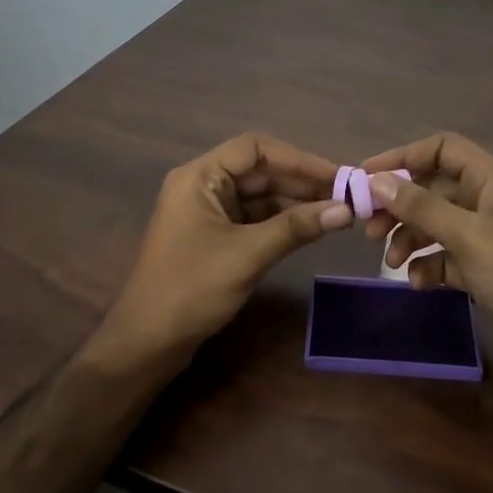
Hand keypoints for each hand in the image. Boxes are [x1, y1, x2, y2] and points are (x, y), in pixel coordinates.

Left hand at [103, 133, 352, 368]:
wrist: (146, 344)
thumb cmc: (190, 290)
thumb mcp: (247, 255)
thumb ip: (296, 228)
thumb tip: (346, 210)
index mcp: (199, 177)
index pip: (255, 149)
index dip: (299, 159)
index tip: (337, 176)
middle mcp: (203, 186)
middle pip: (259, 170)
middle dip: (301, 182)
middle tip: (346, 197)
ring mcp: (208, 212)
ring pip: (260, 195)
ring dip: (295, 202)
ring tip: (337, 212)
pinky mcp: (215, 237)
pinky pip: (254, 218)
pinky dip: (282, 221)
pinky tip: (310, 228)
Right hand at [354, 134, 492, 400]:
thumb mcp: (467, 235)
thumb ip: (421, 206)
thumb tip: (377, 181)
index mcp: (492, 179)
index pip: (442, 149)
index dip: (403, 157)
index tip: (366, 177)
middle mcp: (489, 201)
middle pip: (434, 188)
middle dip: (401, 206)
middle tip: (369, 228)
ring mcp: (489, 236)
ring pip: (437, 224)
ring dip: (412, 238)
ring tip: (393, 262)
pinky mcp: (487, 269)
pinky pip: (448, 256)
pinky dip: (430, 265)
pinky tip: (420, 283)